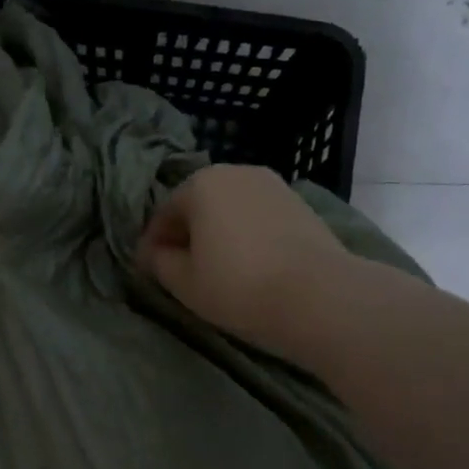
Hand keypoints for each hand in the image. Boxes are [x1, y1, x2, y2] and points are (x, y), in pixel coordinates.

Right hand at [137, 165, 345, 356]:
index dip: (152, 245)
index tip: (148, 272)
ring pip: (230, 209)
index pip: (163, 214)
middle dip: (185, 234)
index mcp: (200, 184)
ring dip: (217, 233)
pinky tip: (249, 264)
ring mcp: (272, 185)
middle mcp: (236, 172)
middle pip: (198, 205)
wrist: (320, 296)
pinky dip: (245, 235)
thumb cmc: (238, 285)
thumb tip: (155, 253)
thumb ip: (159, 262)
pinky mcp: (300, 204)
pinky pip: (257, 217)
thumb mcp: (184, 282)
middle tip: (181, 270)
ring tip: (217, 269)